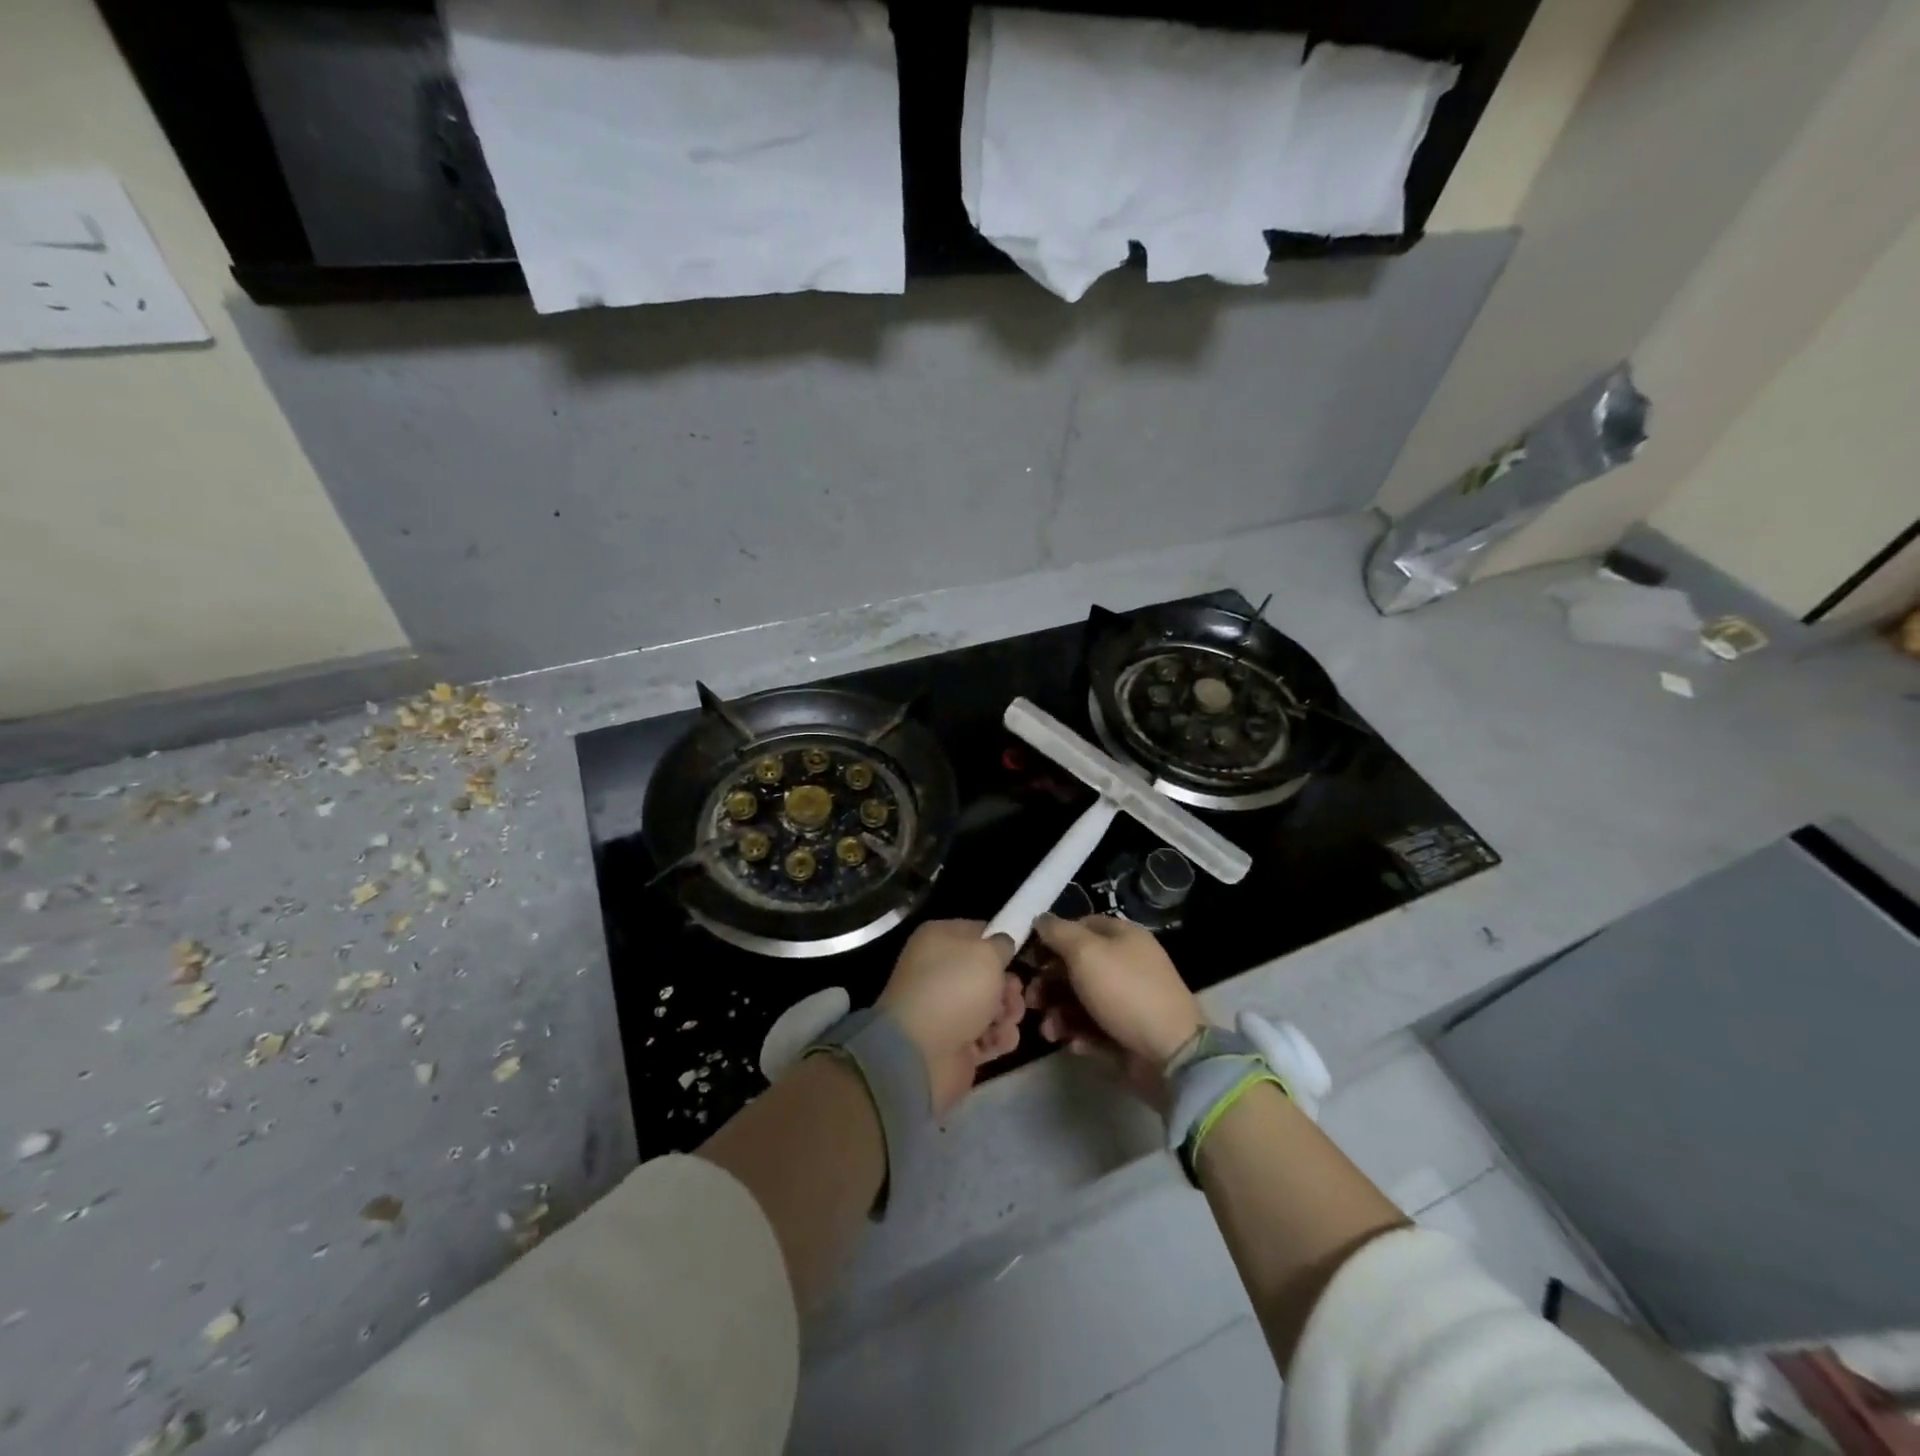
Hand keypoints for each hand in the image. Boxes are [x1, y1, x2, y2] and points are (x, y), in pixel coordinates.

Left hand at [878, 920, 1024, 1116]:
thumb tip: (1002, 945)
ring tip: (1008, 1020)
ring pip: (992, 1005)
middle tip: (1015, 995)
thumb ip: (1002, 944)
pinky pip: (987, 1035)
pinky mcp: (956, 1043)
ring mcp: (947, 1009)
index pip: (978, 932)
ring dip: (1008, 1013)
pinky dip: (997, 1038)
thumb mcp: (987, 954)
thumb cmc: (955, 989)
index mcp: (940, 940)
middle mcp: (941, 971)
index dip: (1001, 943)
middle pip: (988, 974)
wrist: (921, 1053)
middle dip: (1009, 985)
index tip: (1021, 954)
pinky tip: (998, 1040)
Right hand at [1026, 914, 1203, 1098]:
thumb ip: (1058, 932)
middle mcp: (1125, 963)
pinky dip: (1078, 1034)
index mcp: (1122, 936)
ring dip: (1058, 1013)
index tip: (1030, 957)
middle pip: (1076, 965)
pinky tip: (1073, 1044)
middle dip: (1049, 982)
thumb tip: (1040, 919)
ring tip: (1050, 1031)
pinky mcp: (1125, 1032)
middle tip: (1031, 1001)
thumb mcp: (1085, 952)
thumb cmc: (1124, 991)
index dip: (1052, 939)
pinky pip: (1093, 1027)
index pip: (1079, 926)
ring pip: (1080, 999)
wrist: (1170, 1053)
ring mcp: (1127, 1000)